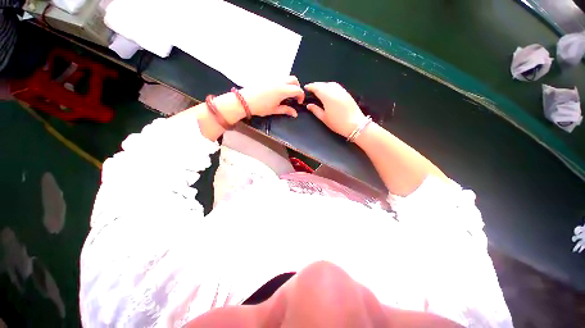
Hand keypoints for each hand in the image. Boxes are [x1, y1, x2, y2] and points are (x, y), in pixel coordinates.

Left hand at [239, 76, 304, 117]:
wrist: (245, 101)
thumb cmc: (260, 107)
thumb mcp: (274, 110)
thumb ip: (286, 110)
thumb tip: (295, 113)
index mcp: (283, 90)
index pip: (297, 89)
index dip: (301, 96)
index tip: (299, 102)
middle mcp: (279, 81)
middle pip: (294, 80)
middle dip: (297, 87)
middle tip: (294, 97)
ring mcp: (273, 78)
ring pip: (286, 77)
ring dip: (290, 84)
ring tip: (286, 95)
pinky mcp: (267, 78)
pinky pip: (278, 78)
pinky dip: (282, 83)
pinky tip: (277, 92)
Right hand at [304, 82, 365, 137]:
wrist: (355, 124)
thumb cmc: (337, 123)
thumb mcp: (324, 118)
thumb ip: (315, 110)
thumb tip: (309, 105)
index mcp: (327, 96)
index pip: (317, 87)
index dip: (310, 87)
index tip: (306, 88)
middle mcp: (334, 90)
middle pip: (323, 84)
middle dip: (316, 85)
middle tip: (311, 89)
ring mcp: (342, 91)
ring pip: (330, 84)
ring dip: (324, 85)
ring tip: (319, 90)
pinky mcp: (347, 93)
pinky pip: (337, 86)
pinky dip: (330, 86)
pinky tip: (329, 92)